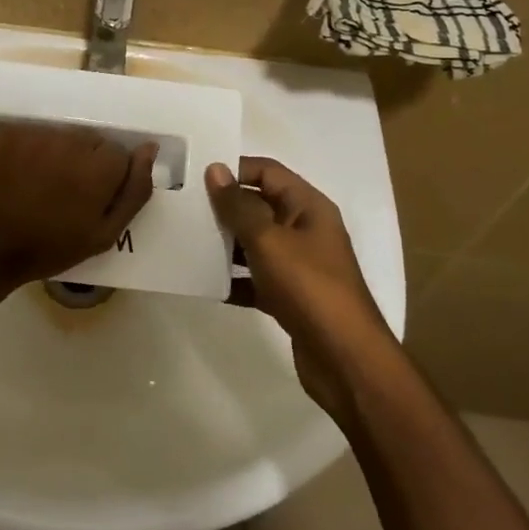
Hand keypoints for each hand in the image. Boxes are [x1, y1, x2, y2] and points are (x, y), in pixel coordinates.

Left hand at [0, 120, 155, 297]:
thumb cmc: (44, 249)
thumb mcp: (101, 236)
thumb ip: (133, 191)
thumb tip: (149, 149)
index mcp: (95, 166)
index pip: (116, 153)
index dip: (104, 177)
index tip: (86, 197)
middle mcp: (64, 139)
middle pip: (86, 138)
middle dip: (79, 160)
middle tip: (58, 192)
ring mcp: (27, 131)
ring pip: (54, 133)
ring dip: (50, 152)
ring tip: (31, 183)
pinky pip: (22, 130)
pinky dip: (20, 147)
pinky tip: (9, 173)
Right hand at [206, 157, 393, 418]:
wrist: (345, 360)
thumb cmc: (309, 287)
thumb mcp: (269, 241)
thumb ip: (239, 206)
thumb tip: (215, 169)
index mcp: (308, 207)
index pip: (267, 171)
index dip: (234, 169)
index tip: (195, 175)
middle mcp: (305, 229)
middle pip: (259, 206)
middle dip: (224, 206)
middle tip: (183, 207)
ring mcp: (298, 265)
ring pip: (255, 242)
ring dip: (225, 243)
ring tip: (186, 241)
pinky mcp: (290, 296)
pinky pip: (255, 277)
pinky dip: (234, 278)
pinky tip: (204, 283)